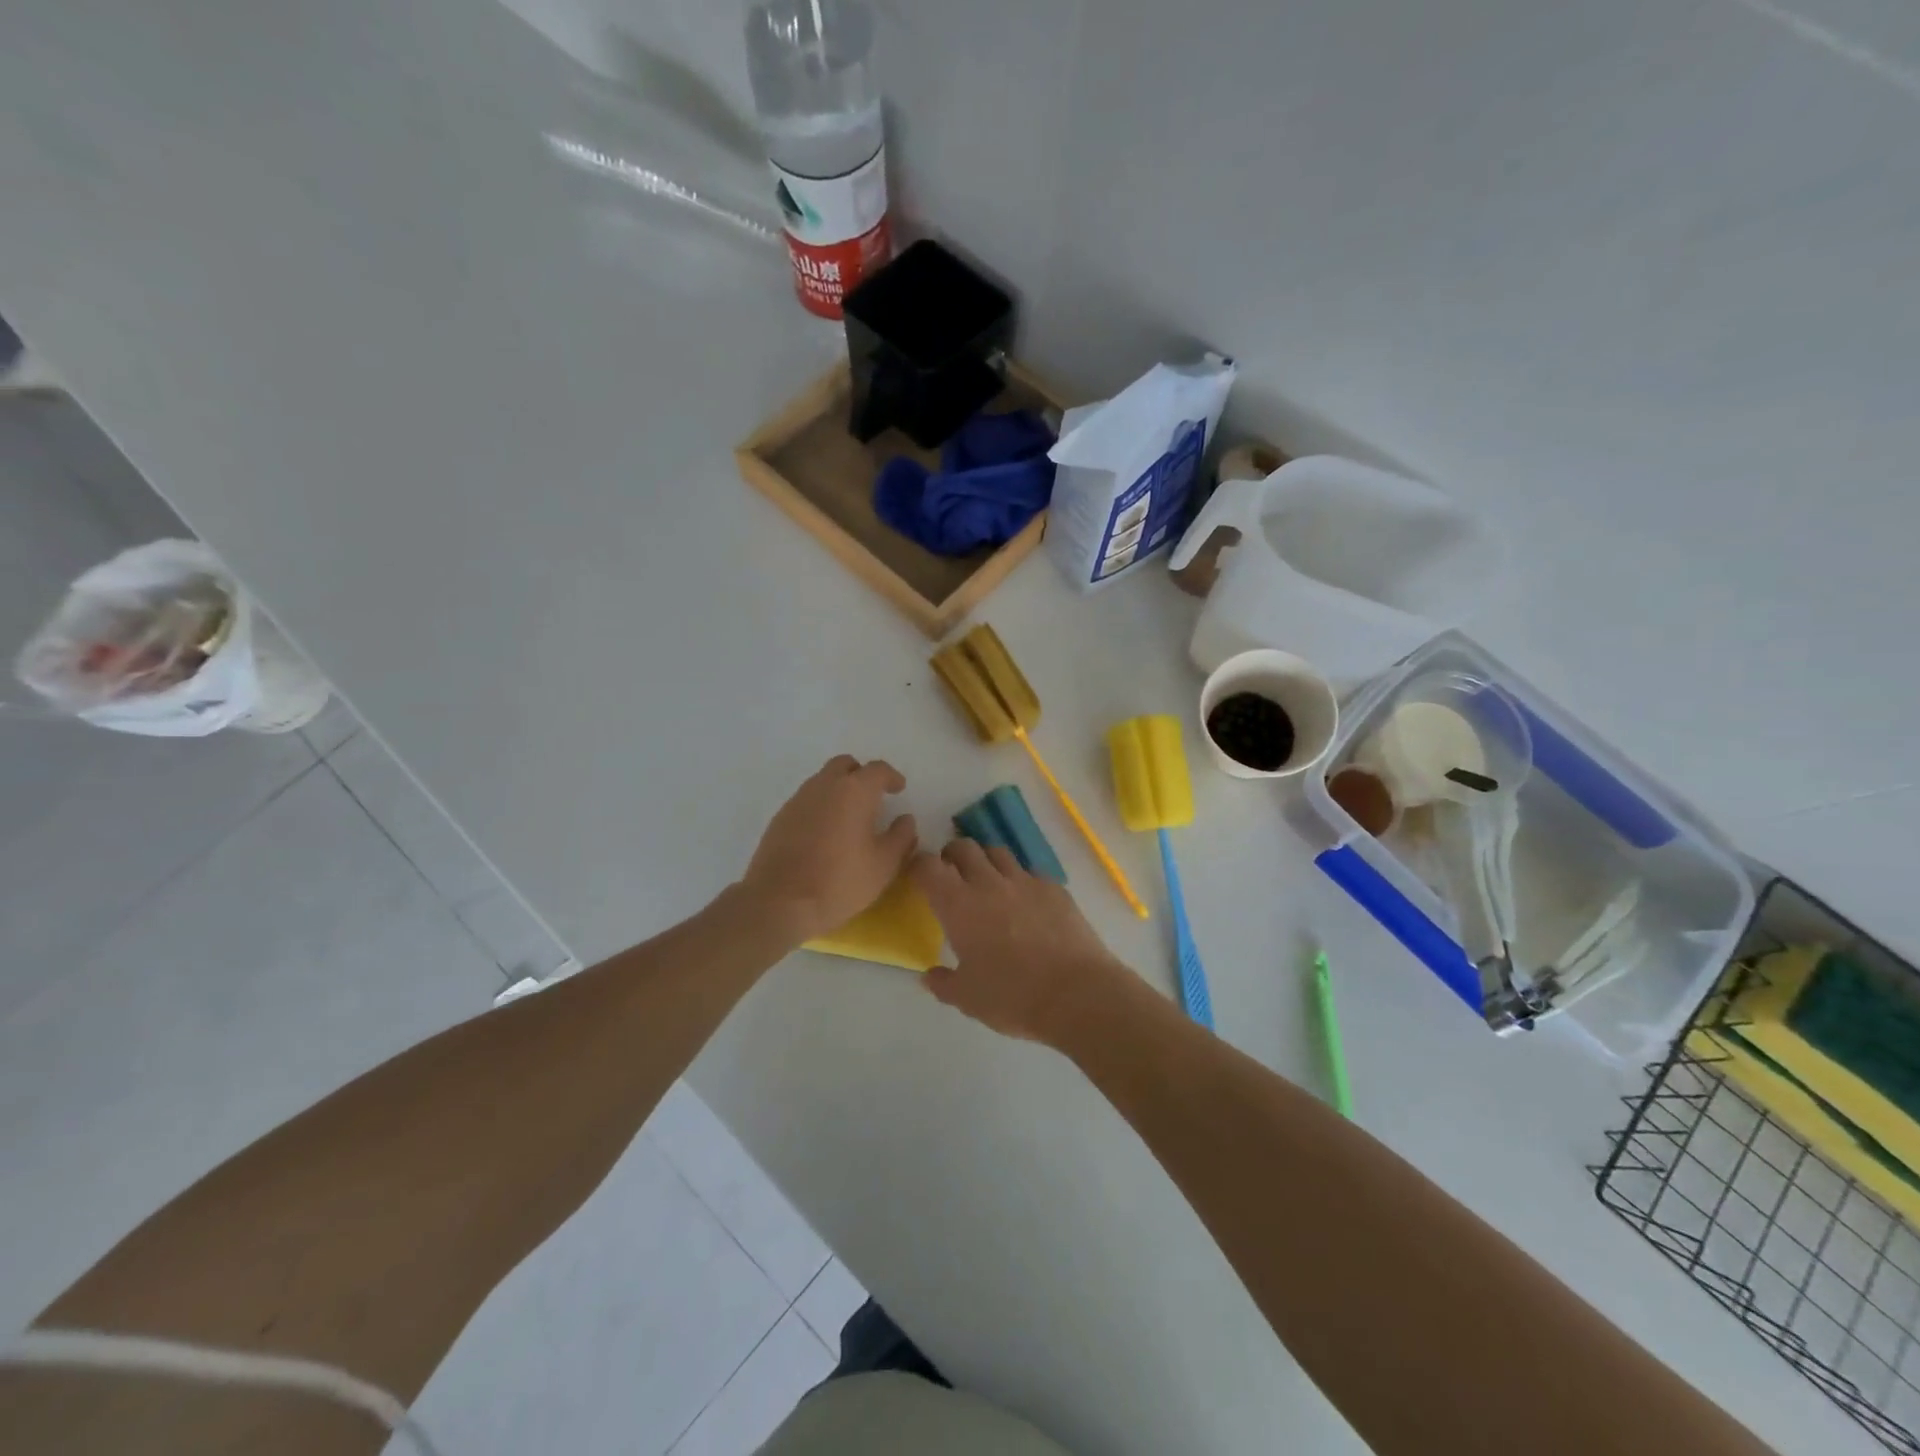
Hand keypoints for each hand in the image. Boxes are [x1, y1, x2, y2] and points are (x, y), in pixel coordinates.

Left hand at [741, 756, 917, 943]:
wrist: (779, 902)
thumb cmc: (840, 881)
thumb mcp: (884, 865)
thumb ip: (901, 837)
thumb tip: (905, 820)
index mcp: (854, 791)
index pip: (877, 770)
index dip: (891, 777)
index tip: (899, 789)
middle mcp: (824, 786)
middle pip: (844, 765)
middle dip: (861, 775)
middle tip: (873, 797)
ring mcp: (797, 800)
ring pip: (822, 781)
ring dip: (838, 790)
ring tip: (849, 818)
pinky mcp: (779, 818)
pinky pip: (806, 801)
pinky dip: (820, 807)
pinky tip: (824, 834)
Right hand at [911, 840, 1130, 1045]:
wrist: (1077, 994)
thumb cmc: (1012, 997)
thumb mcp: (967, 999)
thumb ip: (943, 983)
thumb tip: (929, 975)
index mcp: (959, 905)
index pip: (928, 866)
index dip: (919, 866)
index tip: (919, 877)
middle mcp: (989, 883)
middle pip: (964, 847)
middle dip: (952, 855)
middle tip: (952, 875)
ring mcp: (1025, 881)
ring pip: (998, 852)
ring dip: (986, 861)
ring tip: (987, 882)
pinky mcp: (1054, 888)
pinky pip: (1029, 872)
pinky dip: (1020, 879)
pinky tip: (1025, 902)